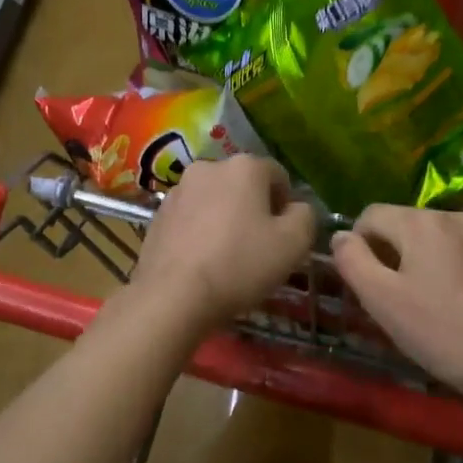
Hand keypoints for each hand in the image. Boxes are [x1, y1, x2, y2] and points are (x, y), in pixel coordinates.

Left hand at [130, 156, 316, 328]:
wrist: (173, 296)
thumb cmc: (240, 264)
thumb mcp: (294, 244)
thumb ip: (305, 216)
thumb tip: (296, 208)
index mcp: (244, 166)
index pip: (278, 176)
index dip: (286, 205)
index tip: (284, 236)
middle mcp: (209, 167)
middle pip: (243, 185)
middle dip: (254, 209)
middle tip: (259, 247)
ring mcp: (178, 190)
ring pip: (215, 200)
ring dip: (225, 219)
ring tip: (227, 256)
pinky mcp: (157, 215)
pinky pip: (190, 217)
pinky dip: (200, 231)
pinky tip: (202, 261)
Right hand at [331, 205, 462, 403]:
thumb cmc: (439, 332)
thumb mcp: (381, 300)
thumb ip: (352, 260)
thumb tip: (341, 236)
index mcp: (420, 222)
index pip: (371, 215)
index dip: (358, 245)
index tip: (366, 283)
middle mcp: (454, 217)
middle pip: (405, 224)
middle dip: (392, 253)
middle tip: (394, 299)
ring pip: (437, 238)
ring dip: (423, 260)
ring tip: (428, 302)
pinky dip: (453, 269)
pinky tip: (461, 305)